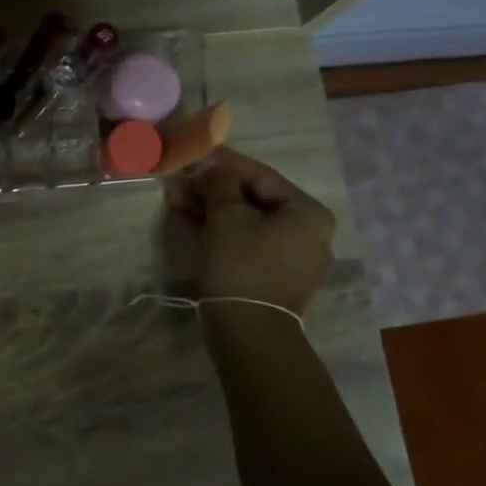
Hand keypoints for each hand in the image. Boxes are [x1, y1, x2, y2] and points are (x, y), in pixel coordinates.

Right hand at [166, 147, 334, 314]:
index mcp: (308, 213)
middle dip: (213, 189)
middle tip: (180, 179)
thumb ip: (219, 184)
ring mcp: (291, 258)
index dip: (224, 163)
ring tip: (177, 199)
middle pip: (253, 200)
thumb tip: (211, 166)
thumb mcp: (227, 217)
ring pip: (246, 222)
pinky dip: (220, 232)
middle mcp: (308, 232)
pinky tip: (191, 222)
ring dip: (211, 209)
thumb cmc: (243, 266)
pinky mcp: (272, 277)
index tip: (196, 153)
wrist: (249, 332)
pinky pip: (245, 243)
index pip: (261, 176)